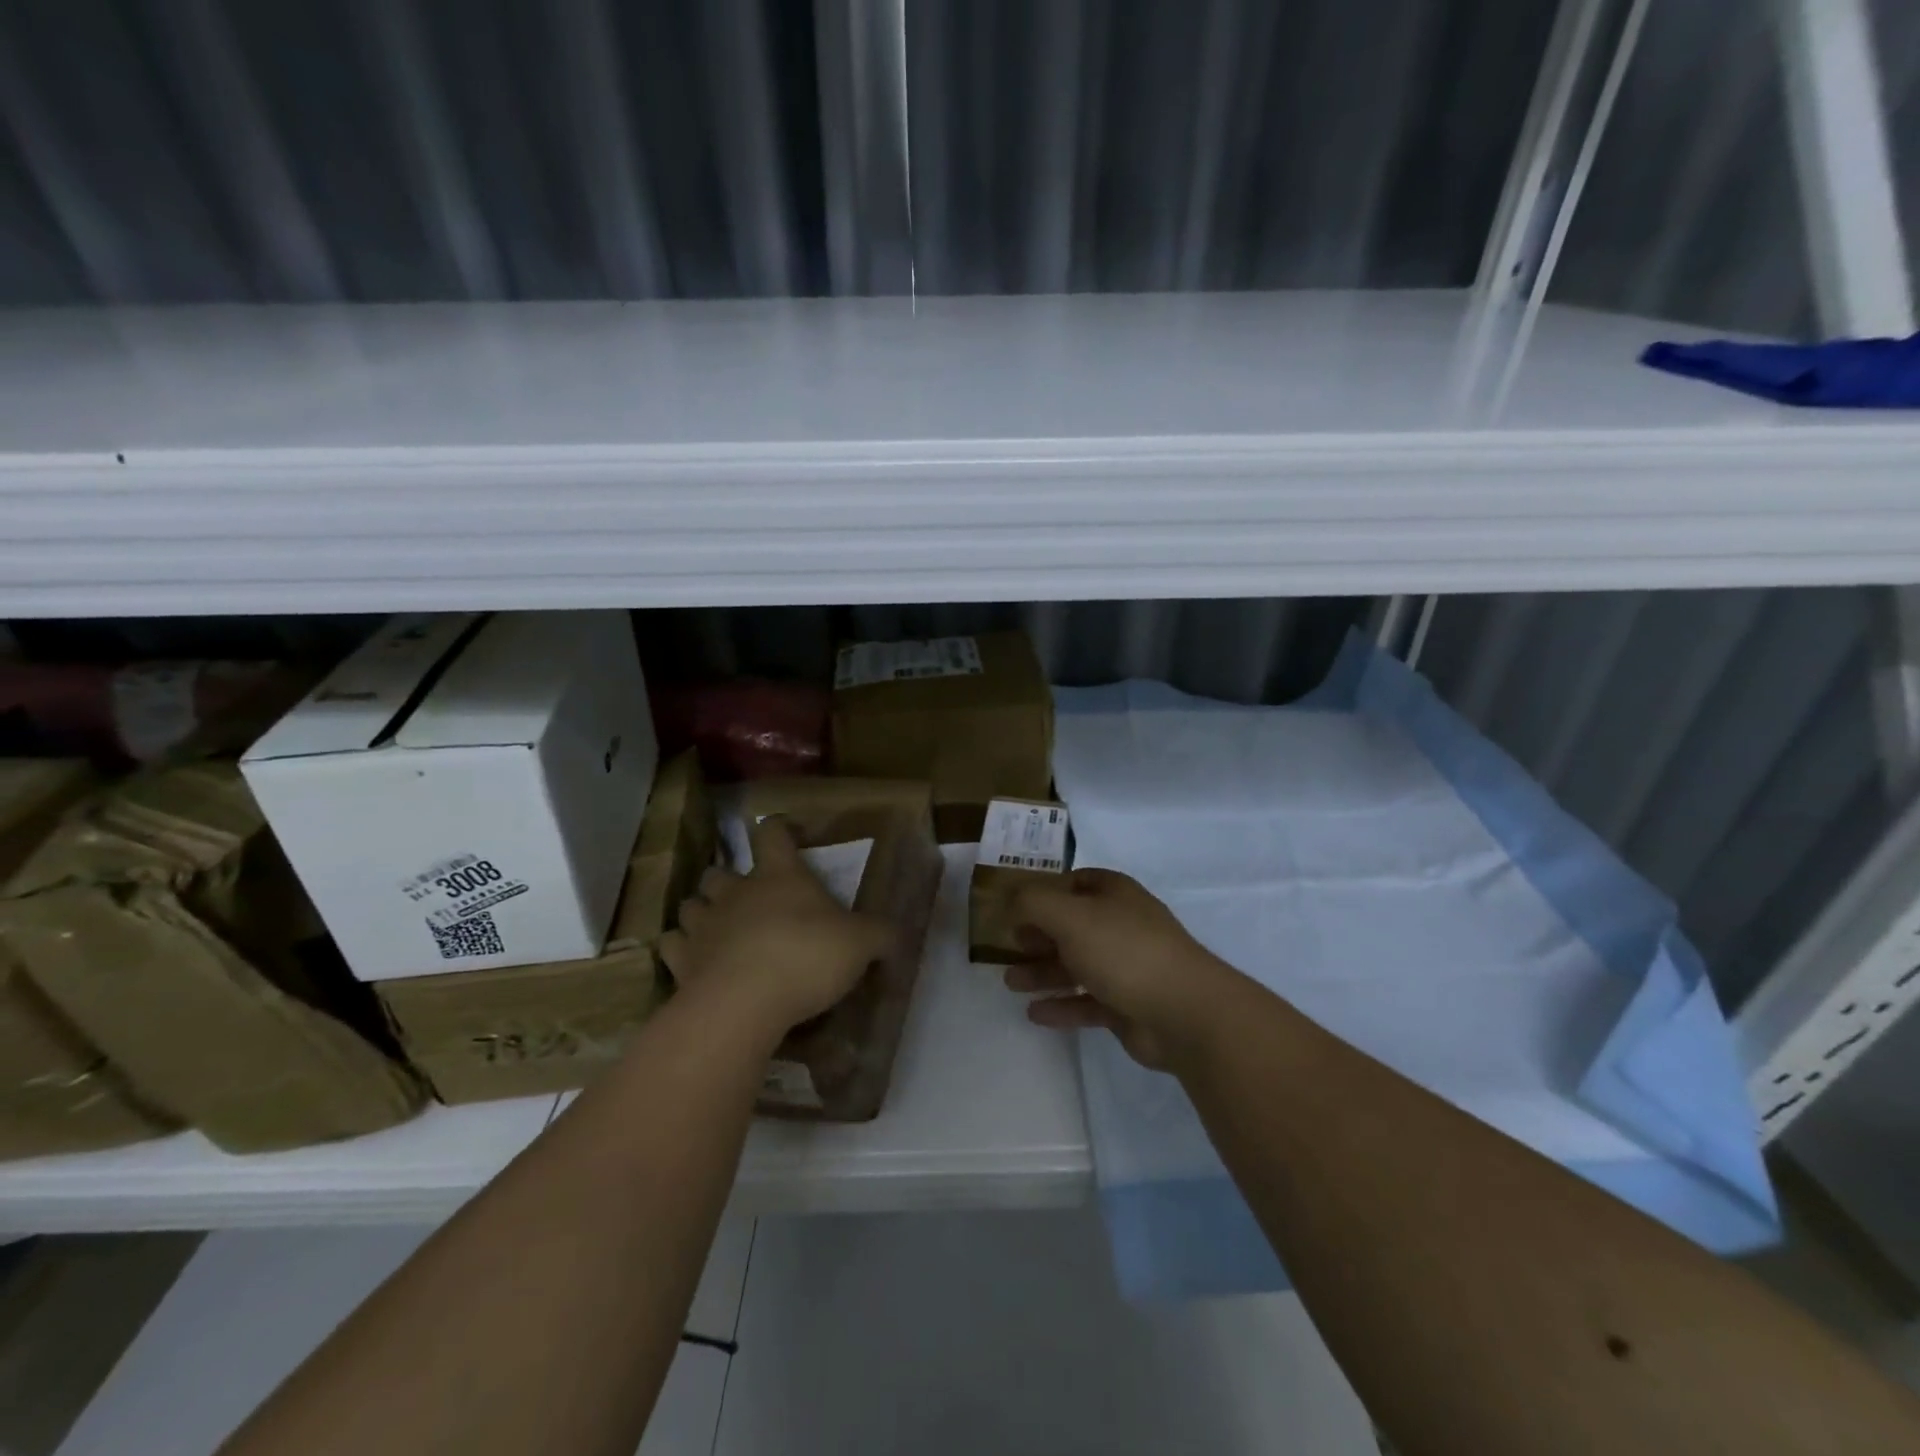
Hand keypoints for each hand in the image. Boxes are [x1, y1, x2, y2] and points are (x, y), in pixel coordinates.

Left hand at [660, 817, 891, 1043]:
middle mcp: (736, 892)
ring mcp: (704, 925)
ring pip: (691, 904)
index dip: (779, 828)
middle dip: (728, 879)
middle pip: (719, 870)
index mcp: (779, 876)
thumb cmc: (807, 957)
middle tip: (747, 898)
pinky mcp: (681, 961)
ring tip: (717, 929)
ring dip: (702, 912)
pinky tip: (694, 962)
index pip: (772, 833)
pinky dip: (680, 950)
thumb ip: (881, 935)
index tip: (788, 832)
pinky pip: (671, 946)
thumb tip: (899, 934)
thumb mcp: (861, 944)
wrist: (745, 1003)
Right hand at [1005, 868, 1236, 1069]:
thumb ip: (1032, 903)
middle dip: (1037, 937)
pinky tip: (1035, 1014)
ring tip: (1010, 984)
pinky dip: (1062, 1005)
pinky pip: (1087, 1002)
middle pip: (1071, 926)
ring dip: (1042, 973)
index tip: (1013, 910)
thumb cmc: (1123, 950)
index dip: (1042, 893)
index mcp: (1113, 894)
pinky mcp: (1128, 1005)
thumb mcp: (1069, 915)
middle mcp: (1120, 925)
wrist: (1184, 1012)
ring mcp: (1126, 966)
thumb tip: (1009, 900)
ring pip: (1076, 965)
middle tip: (1008, 949)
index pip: (1073, 883)